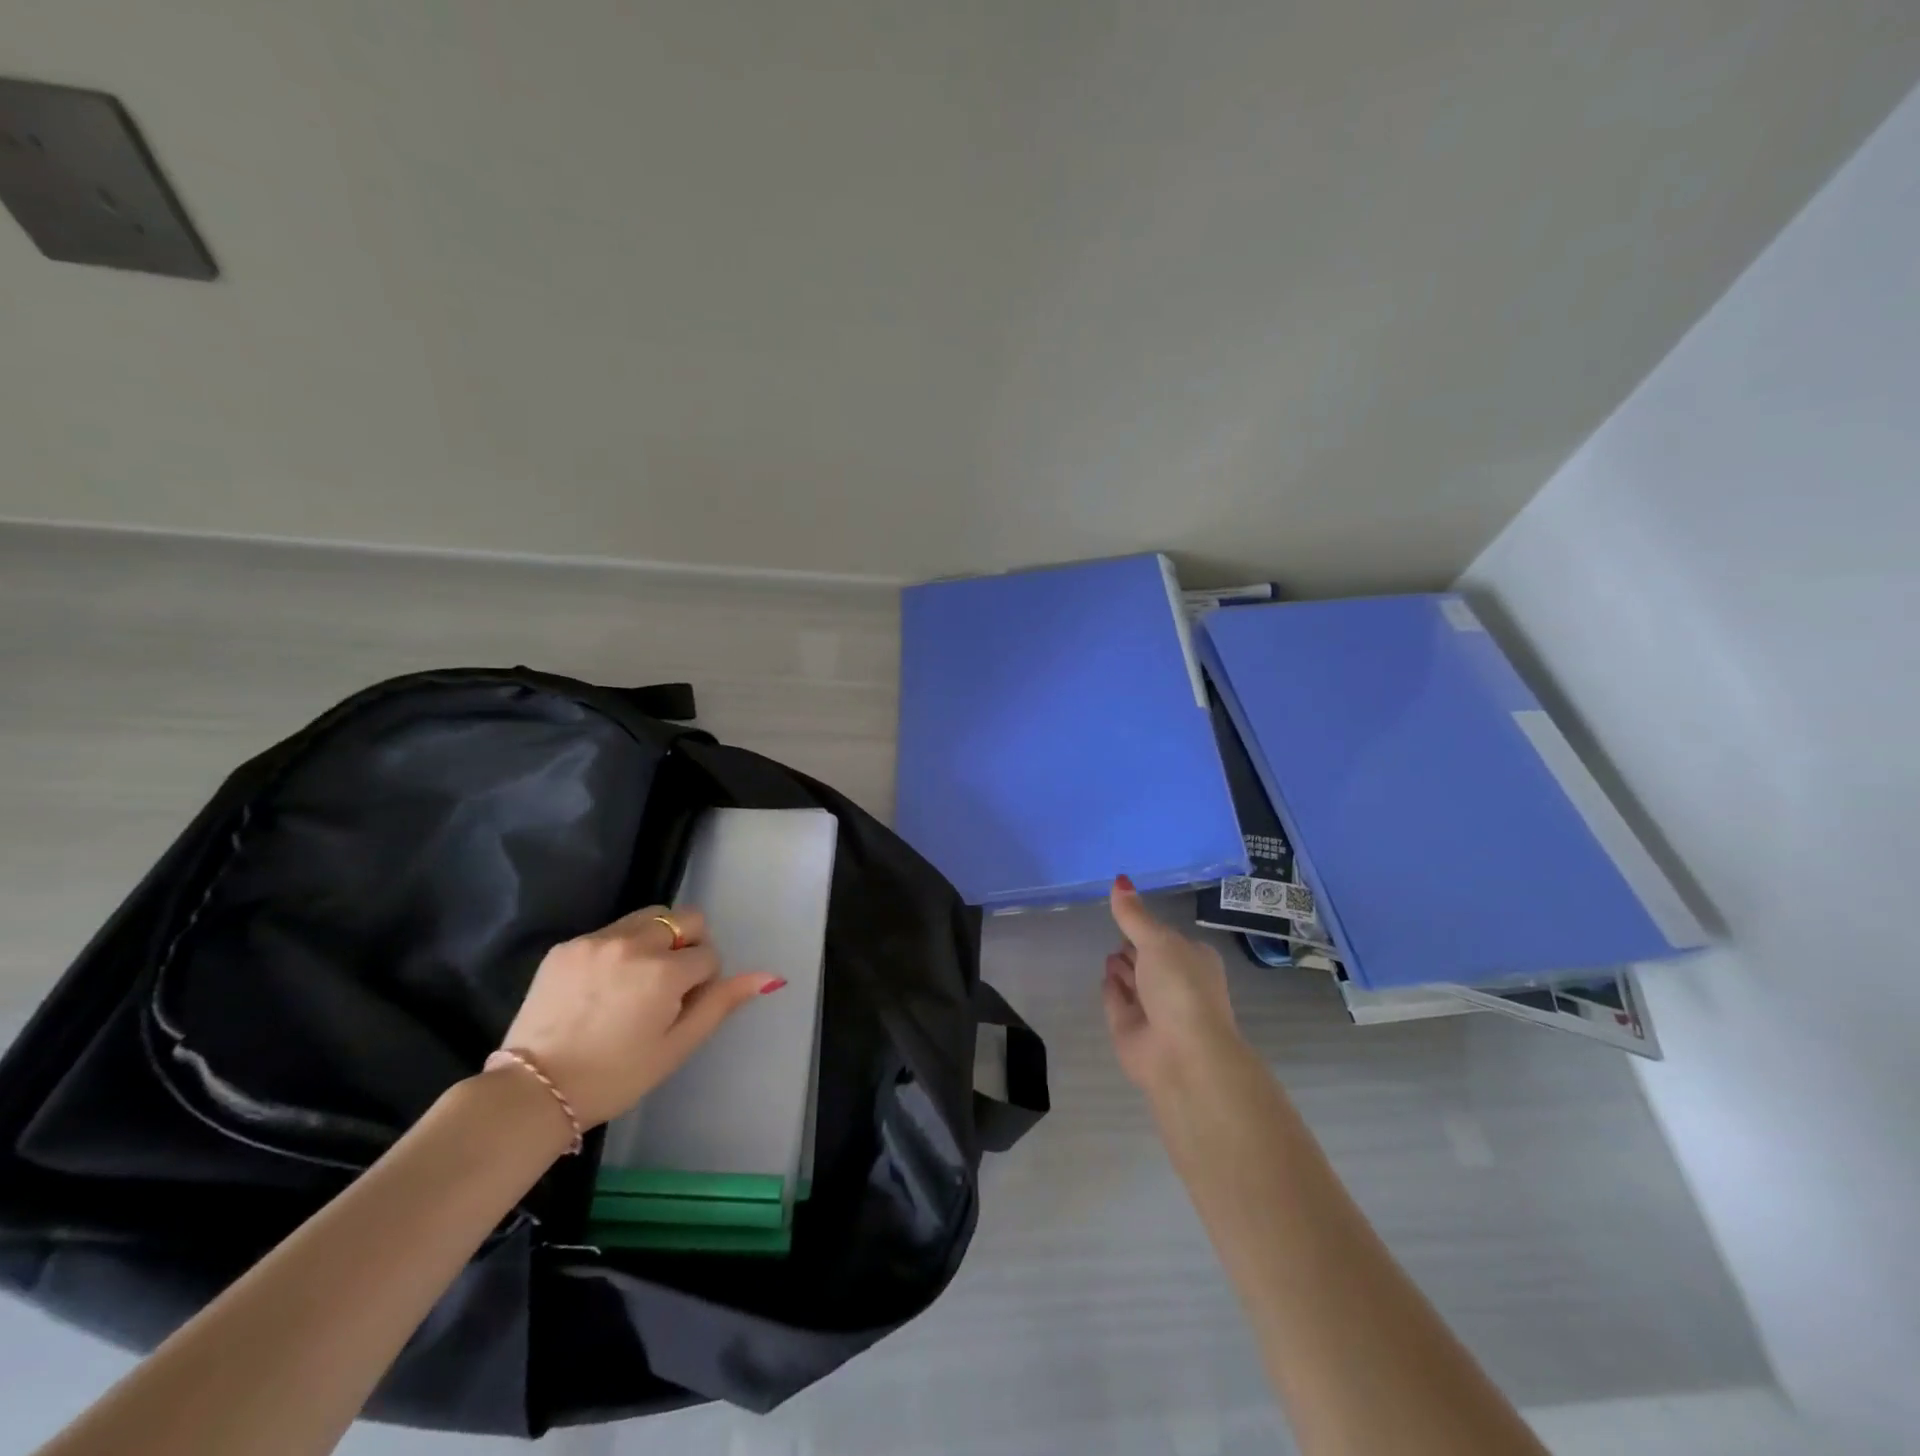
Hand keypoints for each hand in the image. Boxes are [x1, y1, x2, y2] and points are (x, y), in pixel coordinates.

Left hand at [497, 906, 782, 1128]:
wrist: (531, 1092)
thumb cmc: (614, 1077)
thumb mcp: (676, 1046)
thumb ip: (722, 1003)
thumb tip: (769, 975)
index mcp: (664, 971)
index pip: (709, 954)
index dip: (703, 981)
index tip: (680, 1009)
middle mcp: (633, 943)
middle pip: (685, 919)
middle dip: (687, 945)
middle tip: (666, 986)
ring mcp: (596, 940)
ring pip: (649, 917)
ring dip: (656, 940)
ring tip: (635, 982)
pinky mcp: (567, 946)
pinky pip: (610, 931)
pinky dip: (619, 948)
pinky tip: (601, 987)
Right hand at [1103, 875, 1242, 1094]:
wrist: (1183, 1055)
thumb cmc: (1180, 987)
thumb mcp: (1157, 940)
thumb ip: (1133, 914)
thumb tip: (1119, 879)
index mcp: (1194, 960)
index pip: (1168, 938)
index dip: (1150, 929)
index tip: (1129, 914)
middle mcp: (1176, 984)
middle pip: (1149, 959)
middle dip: (1133, 948)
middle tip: (1117, 934)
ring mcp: (1153, 1009)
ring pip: (1133, 981)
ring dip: (1122, 967)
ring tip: (1109, 953)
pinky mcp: (1131, 1029)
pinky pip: (1117, 1001)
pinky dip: (1111, 989)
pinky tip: (1105, 976)